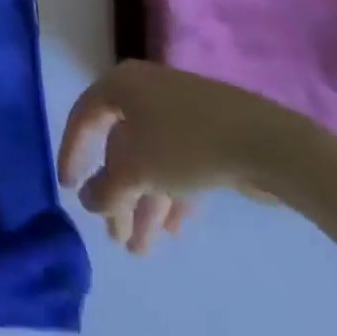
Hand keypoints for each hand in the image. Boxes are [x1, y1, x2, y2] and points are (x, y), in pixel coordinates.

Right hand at [57, 59, 319, 254]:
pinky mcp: (210, 135)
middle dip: (118, 195)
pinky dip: (171, 196)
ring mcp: (180, 113)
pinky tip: (174, 231)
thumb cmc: (185, 144)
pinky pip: (178, 166)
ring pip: (151, 161)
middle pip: (120, 147)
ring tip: (142, 250)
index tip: (69, 189)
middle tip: (116, 237)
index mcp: (121, 85)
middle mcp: (145, 93)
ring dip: (144, 205)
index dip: (71, 153)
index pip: (84, 118)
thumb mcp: (135, 170)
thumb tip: (88, 201)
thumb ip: (105, 189)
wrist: (267, 142)